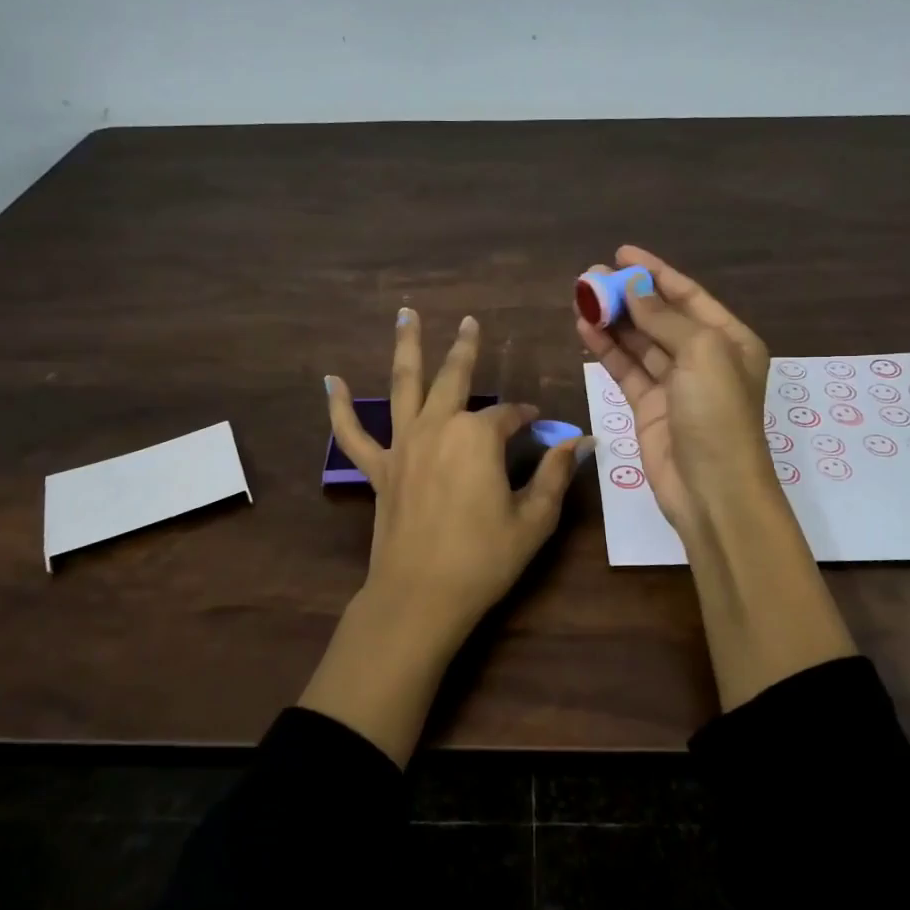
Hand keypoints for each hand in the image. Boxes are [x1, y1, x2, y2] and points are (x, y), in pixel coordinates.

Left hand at [327, 310, 584, 640]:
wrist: (421, 595)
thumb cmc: (484, 558)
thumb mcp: (534, 519)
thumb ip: (554, 474)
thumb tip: (579, 442)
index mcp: (478, 436)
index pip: (509, 415)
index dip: (526, 419)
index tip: (540, 426)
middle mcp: (438, 427)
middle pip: (454, 378)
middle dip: (465, 349)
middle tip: (469, 322)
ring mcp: (403, 445)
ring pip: (404, 385)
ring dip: (406, 347)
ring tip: (405, 314)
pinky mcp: (379, 469)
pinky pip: (353, 434)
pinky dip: (340, 408)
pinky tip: (329, 382)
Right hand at [576, 245, 773, 538]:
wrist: (712, 490)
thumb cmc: (717, 414)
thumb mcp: (702, 353)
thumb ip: (664, 319)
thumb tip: (633, 289)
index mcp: (729, 340)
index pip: (688, 295)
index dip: (655, 272)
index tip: (622, 252)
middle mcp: (704, 358)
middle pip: (660, 317)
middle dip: (627, 295)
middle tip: (590, 276)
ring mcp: (674, 384)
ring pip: (638, 342)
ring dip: (612, 320)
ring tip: (580, 295)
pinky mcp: (648, 407)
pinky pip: (625, 369)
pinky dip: (606, 349)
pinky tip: (584, 329)